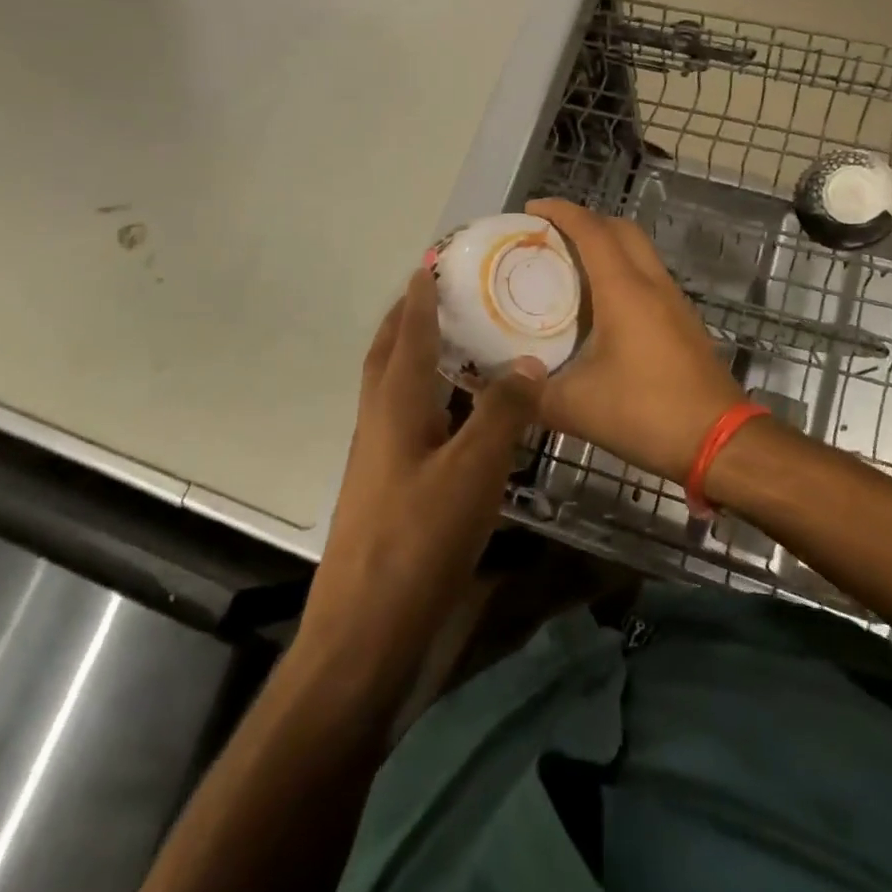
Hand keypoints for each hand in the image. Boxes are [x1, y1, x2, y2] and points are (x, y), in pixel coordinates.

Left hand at [300, 269, 544, 692]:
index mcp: (394, 405)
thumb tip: (527, 361)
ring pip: (395, 388)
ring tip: (455, 341)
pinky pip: (408, 420)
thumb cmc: (418, 541)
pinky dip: (429, 397)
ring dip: (416, 355)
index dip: (421, 296)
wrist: (364, 631)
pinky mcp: (387, 487)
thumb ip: (501, 413)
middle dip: (408, 318)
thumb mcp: (472, 471)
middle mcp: (379, 421)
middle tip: (439, 291)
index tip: (433, 261)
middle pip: (389, 354)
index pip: (409, 333)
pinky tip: (458, 414)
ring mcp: (379, 456)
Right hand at [527, 198, 745, 482]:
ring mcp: (674, 301)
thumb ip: (531, 394)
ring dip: (607, 245)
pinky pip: (649, 277)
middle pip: (621, 229)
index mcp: (624, 290)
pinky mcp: (683, 322)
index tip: (530, 210)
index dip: (560, 212)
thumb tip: (499, 383)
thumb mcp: (575, 408)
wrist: (720, 441)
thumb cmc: (646, 413)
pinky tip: (601, 306)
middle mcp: (652, 284)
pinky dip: (622, 272)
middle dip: (585, 221)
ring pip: (639, 252)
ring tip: (569, 266)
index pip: (591, 230)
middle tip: (549, 236)